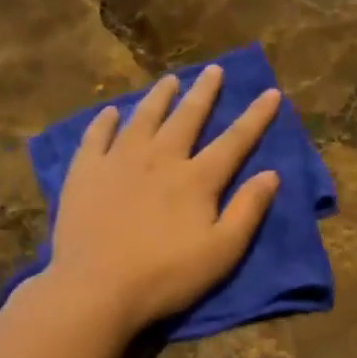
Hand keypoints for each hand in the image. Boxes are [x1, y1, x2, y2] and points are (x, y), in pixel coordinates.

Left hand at [46, 65, 281, 335]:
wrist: (97, 288)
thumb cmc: (167, 276)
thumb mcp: (222, 251)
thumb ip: (248, 211)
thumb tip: (271, 174)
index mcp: (197, 179)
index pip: (234, 141)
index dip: (256, 116)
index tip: (271, 92)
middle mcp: (160, 158)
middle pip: (187, 117)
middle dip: (205, 93)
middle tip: (214, 69)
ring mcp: (119, 161)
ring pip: (143, 117)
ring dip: (159, 97)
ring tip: (170, 80)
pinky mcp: (85, 172)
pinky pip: (97, 136)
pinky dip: (106, 120)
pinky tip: (111, 112)